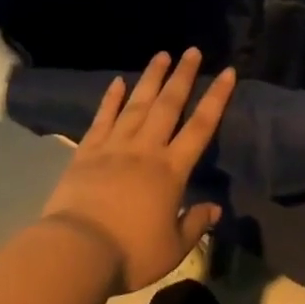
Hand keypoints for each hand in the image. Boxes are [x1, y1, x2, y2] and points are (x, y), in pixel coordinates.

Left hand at [40, 48, 233, 294]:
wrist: (77, 252)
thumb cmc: (130, 253)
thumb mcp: (172, 248)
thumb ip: (195, 224)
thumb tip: (215, 207)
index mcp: (171, 169)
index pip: (201, 126)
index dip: (216, 97)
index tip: (227, 72)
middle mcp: (146, 149)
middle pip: (169, 105)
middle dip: (183, 76)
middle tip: (192, 51)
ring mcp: (115, 146)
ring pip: (137, 104)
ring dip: (151, 78)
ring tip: (162, 55)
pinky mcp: (87, 152)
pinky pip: (102, 119)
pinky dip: (110, 99)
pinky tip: (117, 82)